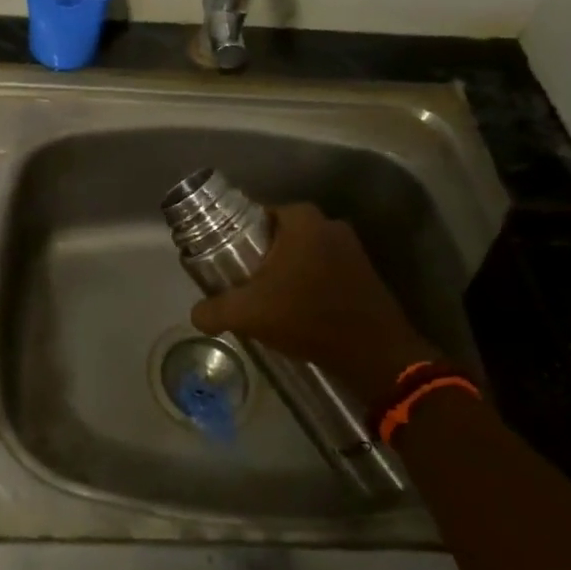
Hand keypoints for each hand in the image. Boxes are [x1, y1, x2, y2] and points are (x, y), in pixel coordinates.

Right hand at [190, 203, 437, 409]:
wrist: (374, 355)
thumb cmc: (308, 318)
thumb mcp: (248, 314)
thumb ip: (214, 310)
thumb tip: (196, 314)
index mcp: (301, 220)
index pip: (256, 215)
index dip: (237, 237)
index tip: (227, 260)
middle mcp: (329, 223)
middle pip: (280, 234)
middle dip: (262, 255)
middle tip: (244, 281)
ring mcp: (352, 247)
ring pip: (304, 252)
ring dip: (288, 271)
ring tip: (270, 299)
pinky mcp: (365, 272)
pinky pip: (325, 269)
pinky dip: (310, 283)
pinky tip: (300, 310)